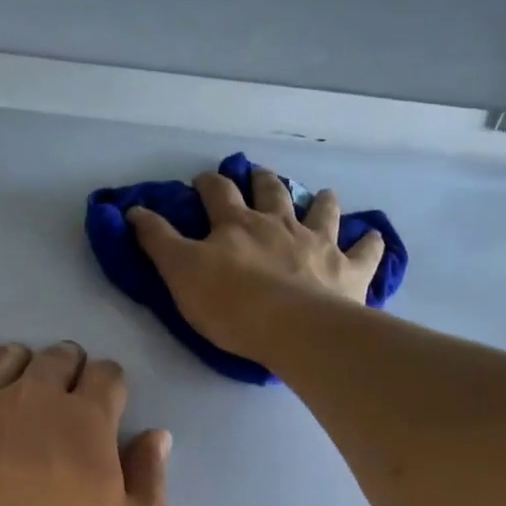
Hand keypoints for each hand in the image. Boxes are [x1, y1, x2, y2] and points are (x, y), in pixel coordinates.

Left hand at [0, 342, 169, 505]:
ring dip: (22, 367)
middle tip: (67, 404)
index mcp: (85, 418)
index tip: (108, 409)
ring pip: (3, 358)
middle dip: (70, 370)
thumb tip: (154, 435)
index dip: (111, 386)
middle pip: (57, 356)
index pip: (106, 373)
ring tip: (21, 397)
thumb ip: (151, 476)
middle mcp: (31, 397)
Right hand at [128, 169, 383, 364]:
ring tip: (322, 196)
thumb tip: (133, 210)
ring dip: (321, 201)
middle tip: (260, 177)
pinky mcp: (348, 270)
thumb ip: (157, 241)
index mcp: (237, 224)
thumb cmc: (230, 303)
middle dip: (263, 182)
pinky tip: (373, 238)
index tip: (201, 181)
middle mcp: (280, 224)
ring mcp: (319, 243)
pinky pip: (365, 251)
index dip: (207, 184)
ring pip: (322, 211)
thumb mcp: (180, 273)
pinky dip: (369, 243)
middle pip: (272, 192)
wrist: (293, 328)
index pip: (217, 193)